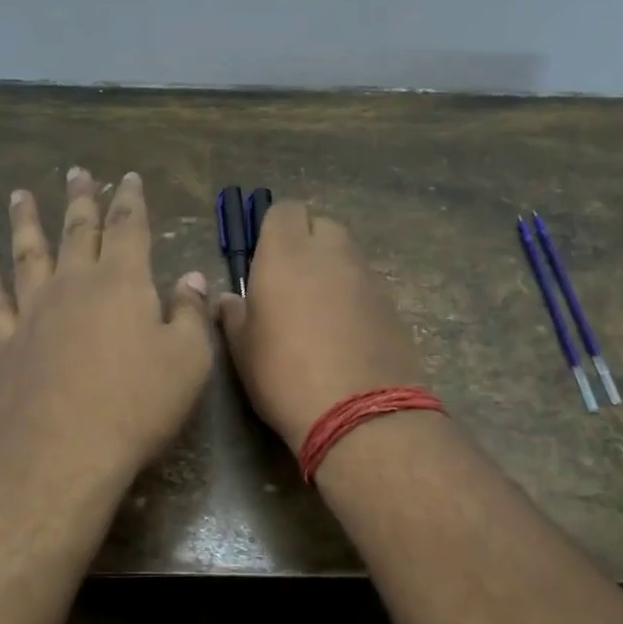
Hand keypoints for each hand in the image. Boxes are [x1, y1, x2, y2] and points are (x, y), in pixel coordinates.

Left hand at [0, 167, 213, 488]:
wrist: (65, 449)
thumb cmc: (138, 402)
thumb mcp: (188, 359)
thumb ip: (190, 313)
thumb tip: (192, 278)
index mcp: (123, 282)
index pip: (129, 228)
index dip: (130, 200)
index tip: (127, 177)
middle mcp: (75, 285)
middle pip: (78, 231)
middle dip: (81, 200)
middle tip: (76, 173)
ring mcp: (35, 312)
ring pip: (29, 255)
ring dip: (25, 223)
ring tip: (19, 196)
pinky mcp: (8, 344)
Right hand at [217, 202, 426, 449]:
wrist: (360, 413)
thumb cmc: (284, 375)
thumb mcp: (243, 349)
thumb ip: (234, 314)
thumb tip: (229, 299)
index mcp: (287, 254)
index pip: (284, 210)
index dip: (273, 229)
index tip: (263, 259)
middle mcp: (331, 254)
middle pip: (321, 227)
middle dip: (306, 244)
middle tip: (290, 283)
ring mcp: (367, 278)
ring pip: (347, 257)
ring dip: (331, 272)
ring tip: (317, 314)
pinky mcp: (392, 305)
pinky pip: (366, 287)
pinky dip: (353, 298)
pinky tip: (343, 335)